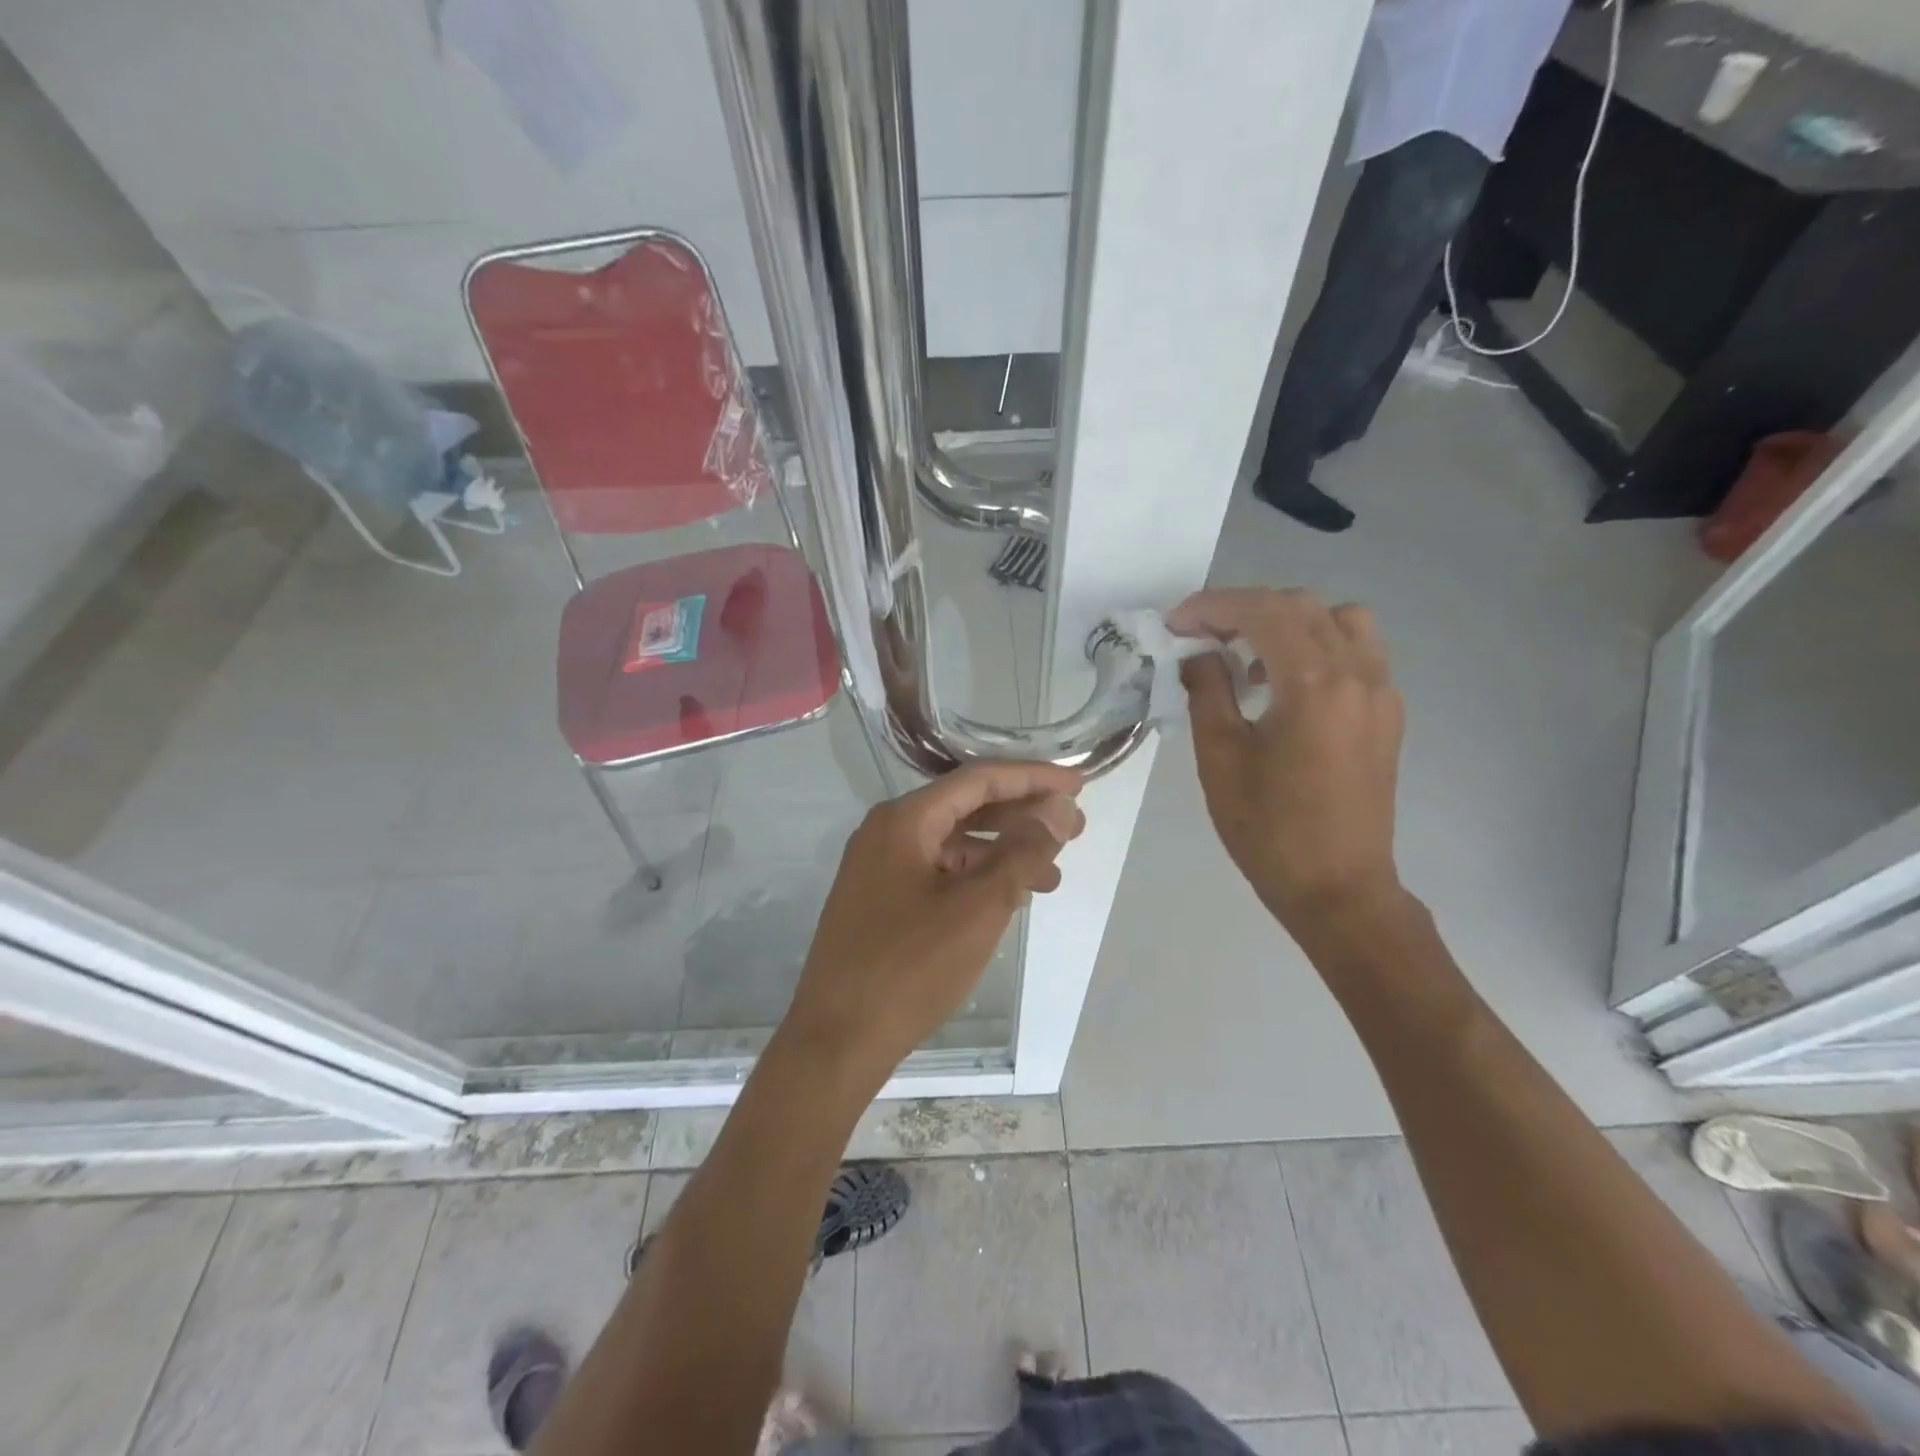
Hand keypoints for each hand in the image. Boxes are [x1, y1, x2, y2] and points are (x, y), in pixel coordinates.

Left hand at [781, 762, 1085, 1088]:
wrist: (836, 1041)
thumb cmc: (910, 969)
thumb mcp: (978, 907)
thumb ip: (1022, 852)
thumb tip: (1059, 808)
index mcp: (904, 820)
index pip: (979, 780)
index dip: (1033, 778)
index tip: (1079, 785)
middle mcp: (888, 832)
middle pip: (967, 808)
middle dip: (1022, 816)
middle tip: (1075, 830)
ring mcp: (880, 868)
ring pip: (954, 844)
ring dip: (1003, 853)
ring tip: (1051, 877)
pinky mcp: (881, 900)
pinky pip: (939, 873)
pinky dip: (977, 879)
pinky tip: (1009, 899)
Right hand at [1171, 588, 1404, 933]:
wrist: (1338, 888)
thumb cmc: (1269, 830)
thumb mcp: (1221, 759)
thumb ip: (1208, 692)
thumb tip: (1198, 654)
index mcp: (1314, 684)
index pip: (1263, 611)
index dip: (1213, 607)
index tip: (1176, 624)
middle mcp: (1358, 674)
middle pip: (1301, 606)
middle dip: (1244, 609)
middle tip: (1201, 637)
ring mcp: (1381, 692)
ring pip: (1339, 620)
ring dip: (1287, 622)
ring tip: (1248, 658)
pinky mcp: (1387, 713)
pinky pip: (1357, 652)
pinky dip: (1316, 646)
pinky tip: (1283, 686)